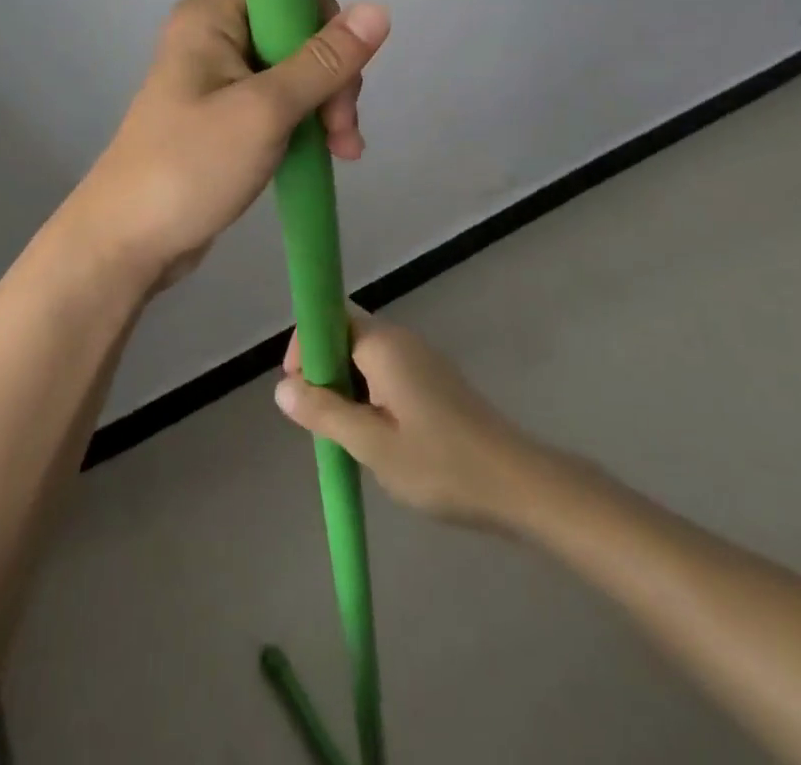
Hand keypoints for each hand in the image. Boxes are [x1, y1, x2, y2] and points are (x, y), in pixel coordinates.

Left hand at [70, 0, 389, 287]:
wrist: (129, 242)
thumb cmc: (191, 167)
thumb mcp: (265, 111)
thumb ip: (322, 62)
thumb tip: (377, 10)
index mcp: (210, 17)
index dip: (322, 20)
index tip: (341, 70)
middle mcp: (213, 37)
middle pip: (295, 31)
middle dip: (331, 77)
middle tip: (341, 128)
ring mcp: (219, 79)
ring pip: (294, 71)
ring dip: (326, 106)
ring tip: (341, 152)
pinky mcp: (225, 116)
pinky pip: (280, 103)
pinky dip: (307, 124)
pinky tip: (330, 154)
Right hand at [275, 308, 541, 529]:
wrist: (518, 484)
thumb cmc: (440, 463)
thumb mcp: (371, 445)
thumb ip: (324, 412)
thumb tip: (281, 388)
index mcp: (383, 345)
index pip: (329, 316)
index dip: (305, 346)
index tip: (299, 390)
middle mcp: (400, 340)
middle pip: (345, 337)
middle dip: (323, 373)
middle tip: (321, 423)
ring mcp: (421, 359)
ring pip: (364, 360)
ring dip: (346, 389)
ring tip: (348, 438)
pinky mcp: (434, 382)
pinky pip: (386, 375)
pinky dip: (369, 397)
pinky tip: (378, 439)